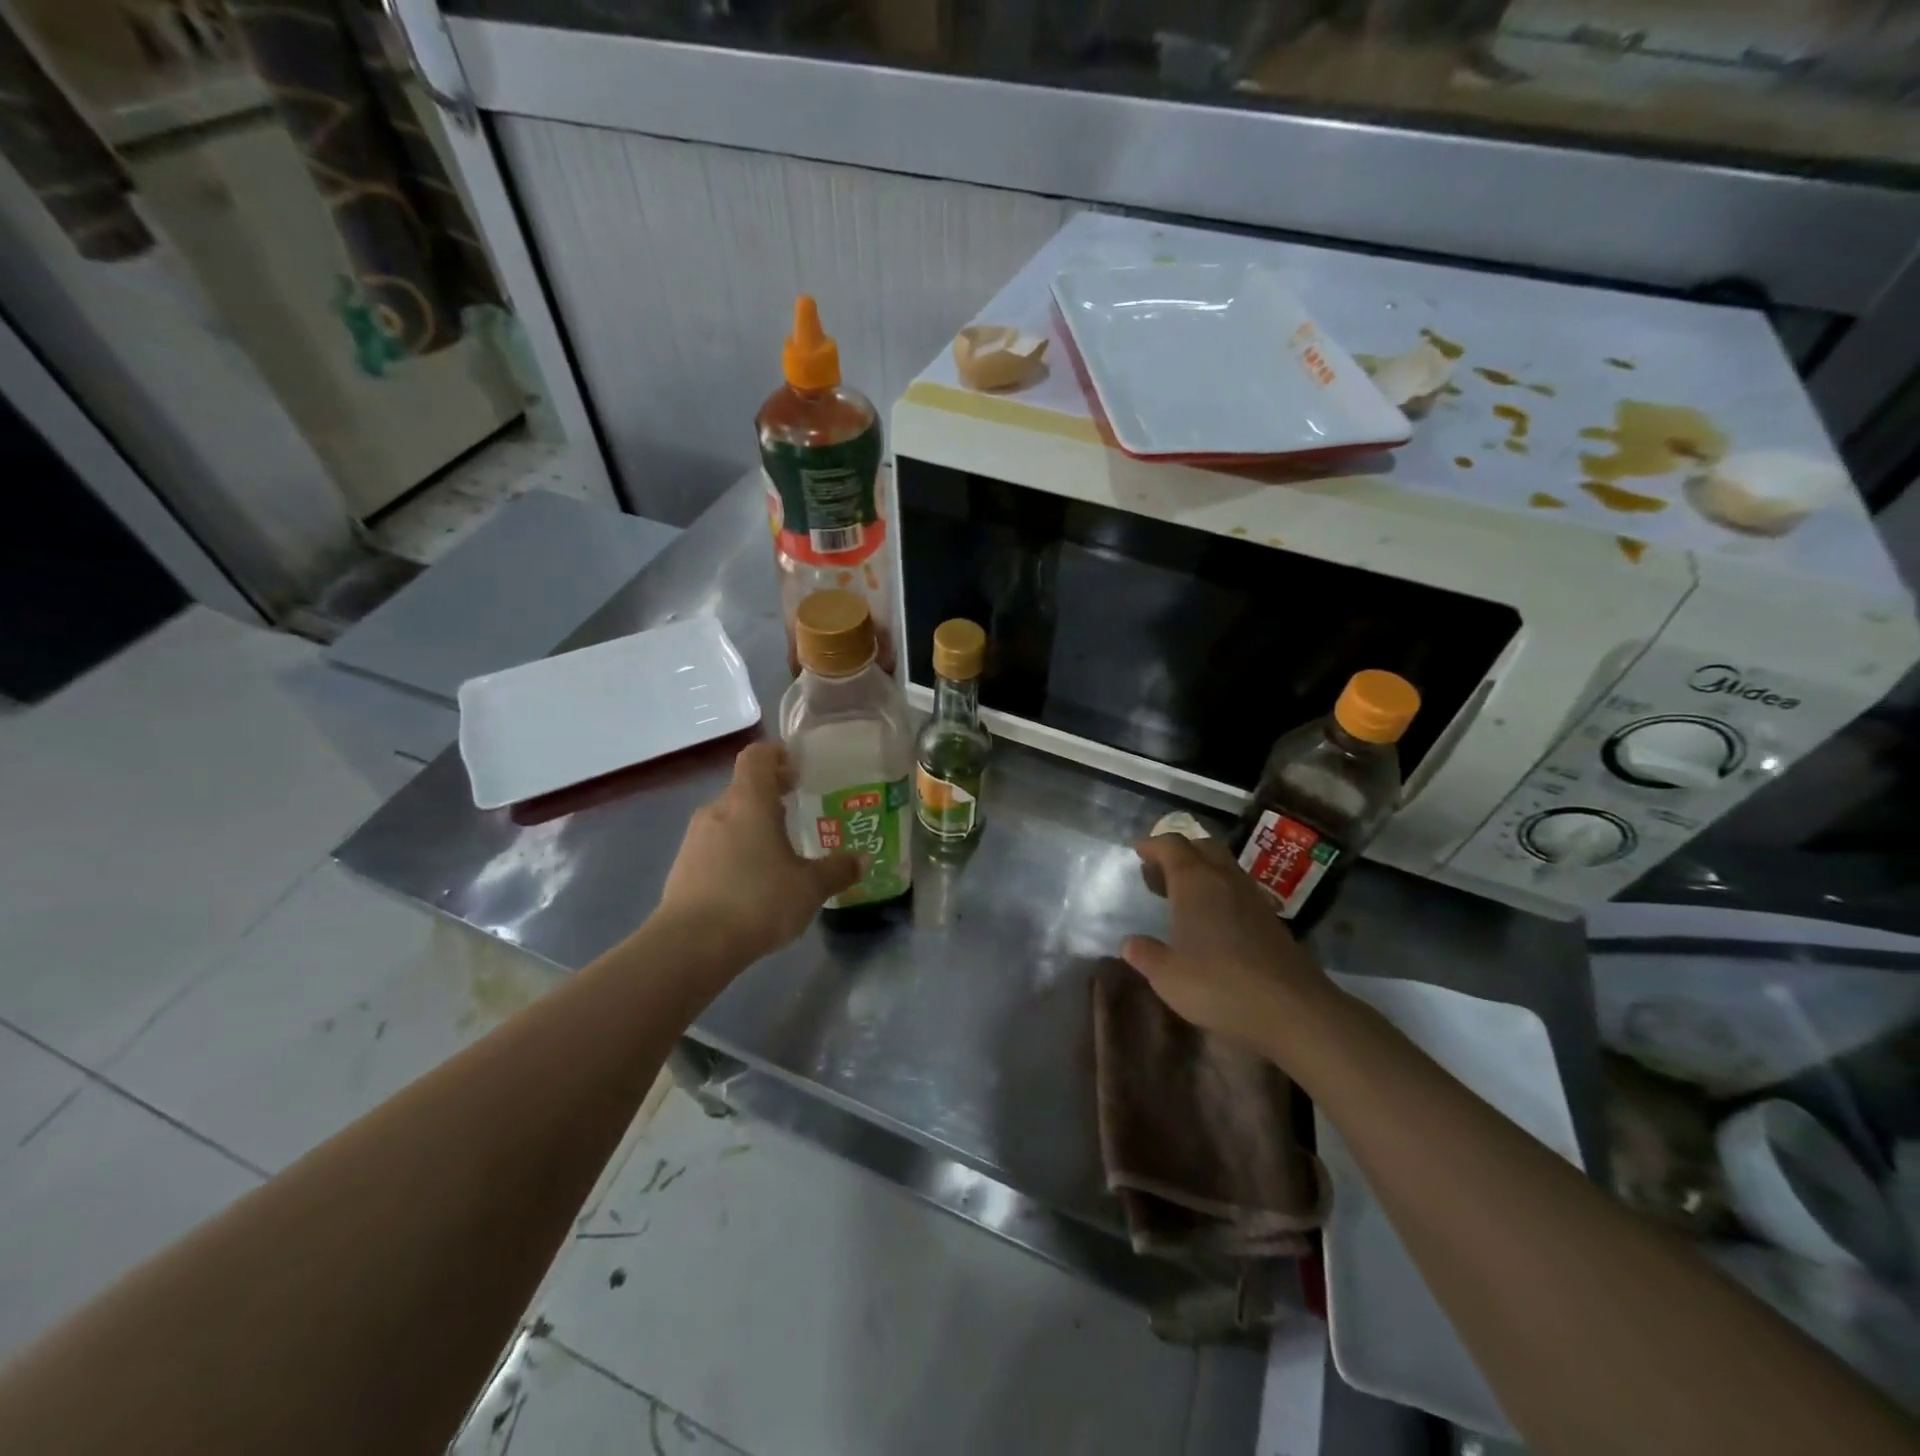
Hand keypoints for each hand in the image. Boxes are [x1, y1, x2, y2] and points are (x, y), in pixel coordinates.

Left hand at [657, 742, 861, 962]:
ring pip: (728, 818)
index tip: (798, 767)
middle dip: (771, 794)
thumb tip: (862, 860)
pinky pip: (714, 845)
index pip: (757, 756)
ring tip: (778, 850)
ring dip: (752, 825)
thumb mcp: (809, 888)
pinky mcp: (682, 866)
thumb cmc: (757, 900)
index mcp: (749, 801)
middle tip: (799, 809)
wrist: (691, 945)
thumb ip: (837, 870)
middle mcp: (718, 810)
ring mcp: (695, 838)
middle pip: (744, 788)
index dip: (777, 754)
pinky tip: (751, 880)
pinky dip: (734, 850)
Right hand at [1120, 833, 1329, 1051]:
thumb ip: (1146, 955)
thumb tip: (1129, 943)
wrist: (1294, 1010)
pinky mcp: (1271, 920)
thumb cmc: (1219, 985)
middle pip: (1202, 846)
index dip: (1153, 845)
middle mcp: (1225, 879)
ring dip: (1202, 870)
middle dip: (1179, 851)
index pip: (1172, 846)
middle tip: (1159, 871)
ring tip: (1182, 894)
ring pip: (1224, 867)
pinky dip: (1220, 891)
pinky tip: (1213, 920)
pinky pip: (1239, 889)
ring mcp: (1253, 898)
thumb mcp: (1168, 976)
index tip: (1138, 851)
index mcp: (1195, 882)